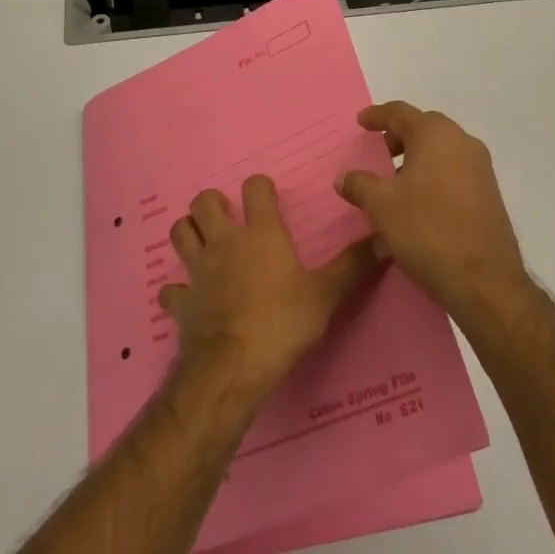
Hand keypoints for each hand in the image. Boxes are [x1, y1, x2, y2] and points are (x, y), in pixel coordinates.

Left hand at [158, 176, 378, 397]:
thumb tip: (384, 239)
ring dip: (189, 232)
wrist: (234, 366)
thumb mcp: (326, 294)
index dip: (260, 187)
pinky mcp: (181, 302)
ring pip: (179, 233)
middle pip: (204, 202)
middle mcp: (225, 242)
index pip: (255, 189)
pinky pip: (170, 290)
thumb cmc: (283, 322)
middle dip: (212, 203)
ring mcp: (198, 271)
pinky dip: (177, 290)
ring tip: (203, 241)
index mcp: (260, 234)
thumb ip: (353, 266)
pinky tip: (188, 297)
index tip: (267, 197)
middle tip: (228, 217)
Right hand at [336, 102, 528, 323]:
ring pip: (440, 152)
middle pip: (424, 128)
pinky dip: (432, 177)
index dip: (377, 116)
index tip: (361, 122)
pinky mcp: (489, 193)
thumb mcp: (381, 206)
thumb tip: (344, 177)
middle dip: (398, 137)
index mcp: (435, 134)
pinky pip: (454, 172)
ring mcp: (480, 168)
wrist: (484, 280)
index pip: (400, 112)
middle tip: (376, 152)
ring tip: (393, 183)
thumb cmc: (427, 230)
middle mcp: (462, 142)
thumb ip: (359, 185)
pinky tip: (416, 204)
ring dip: (415, 160)